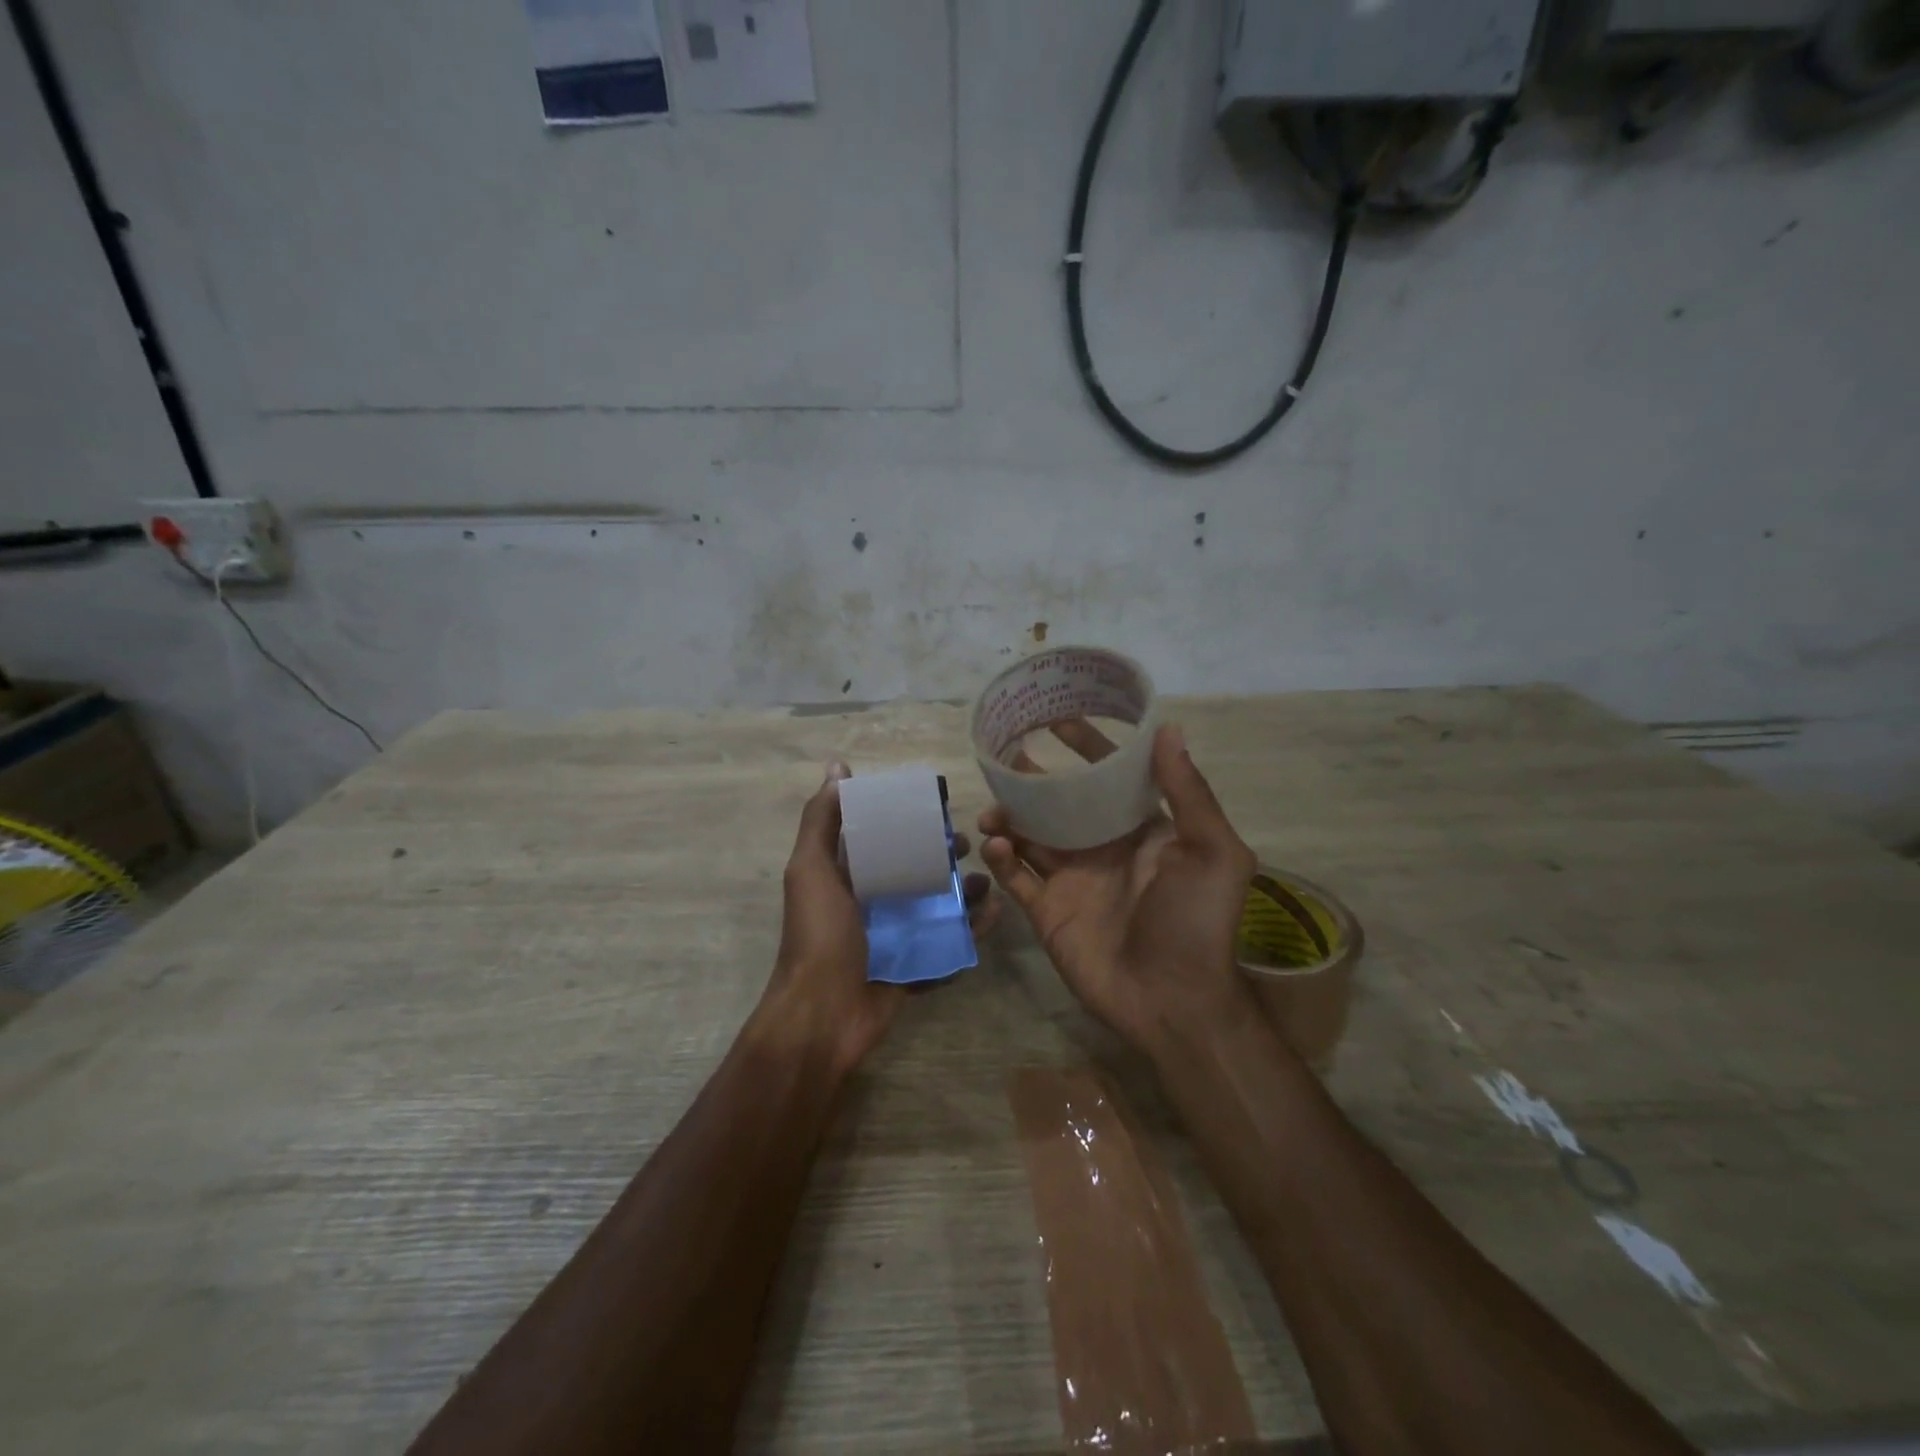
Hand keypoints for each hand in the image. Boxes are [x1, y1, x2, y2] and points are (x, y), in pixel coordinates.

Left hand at [758, 761, 995, 1074]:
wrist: (822, 1016)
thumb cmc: (819, 935)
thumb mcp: (812, 869)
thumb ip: (822, 821)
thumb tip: (837, 767)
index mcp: (846, 876)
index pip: (881, 837)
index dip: (908, 819)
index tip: (940, 804)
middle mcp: (870, 902)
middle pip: (915, 869)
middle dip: (943, 855)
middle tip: (971, 844)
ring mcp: (894, 937)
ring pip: (937, 905)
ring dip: (965, 891)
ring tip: (991, 879)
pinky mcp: (914, 966)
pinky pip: (949, 943)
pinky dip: (972, 929)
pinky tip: (996, 913)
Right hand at [978, 724, 1257, 1053]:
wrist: (1174, 1002)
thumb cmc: (1198, 922)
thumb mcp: (1214, 853)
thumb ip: (1190, 793)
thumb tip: (1169, 729)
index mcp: (1141, 830)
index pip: (1109, 778)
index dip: (1087, 747)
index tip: (1058, 719)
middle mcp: (1103, 848)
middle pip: (1060, 804)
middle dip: (1034, 781)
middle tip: (1004, 758)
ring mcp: (1072, 880)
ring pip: (1030, 837)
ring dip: (1009, 818)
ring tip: (993, 810)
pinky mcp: (1048, 911)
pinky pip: (1017, 878)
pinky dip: (1001, 859)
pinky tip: (995, 846)